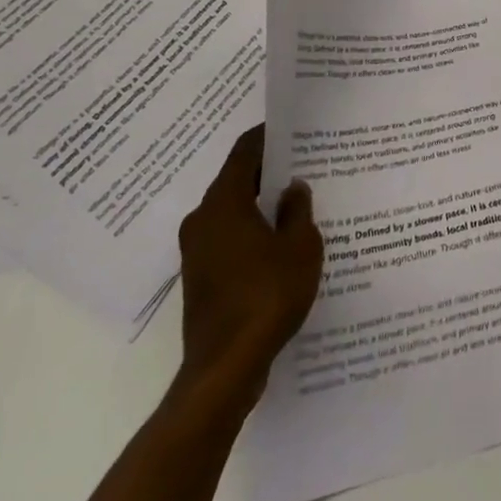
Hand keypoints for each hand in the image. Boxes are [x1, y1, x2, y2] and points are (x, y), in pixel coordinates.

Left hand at [176, 125, 321, 398]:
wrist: (224, 371)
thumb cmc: (266, 296)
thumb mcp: (300, 247)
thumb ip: (298, 210)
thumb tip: (293, 187)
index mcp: (224, 201)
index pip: (245, 151)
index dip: (269, 136)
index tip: (293, 129)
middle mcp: (203, 219)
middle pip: (237, 179)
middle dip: (269, 171)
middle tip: (303, 165)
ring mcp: (196, 251)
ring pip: (232, 211)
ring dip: (260, 205)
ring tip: (296, 204)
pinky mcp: (199, 278)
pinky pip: (228, 239)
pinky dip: (251, 232)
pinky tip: (279, 244)